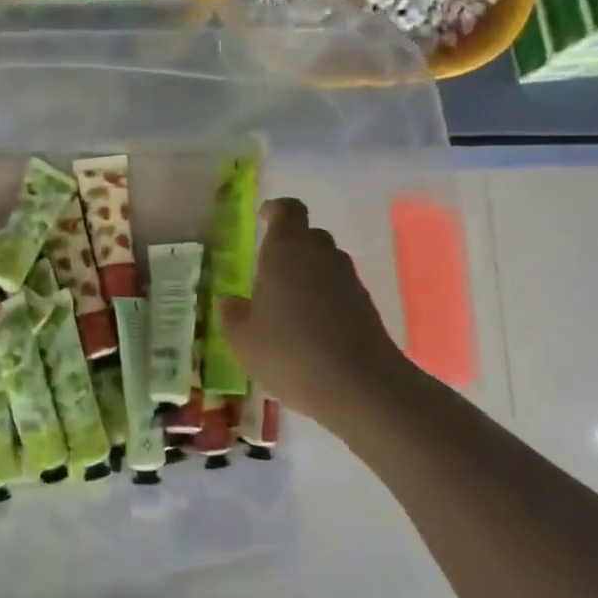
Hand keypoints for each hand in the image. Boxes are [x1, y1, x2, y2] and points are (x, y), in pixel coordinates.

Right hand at [218, 198, 416, 426]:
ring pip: (325, 262)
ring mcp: (348, 280)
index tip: (263, 219)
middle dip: (290, 246)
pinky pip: (339, 289)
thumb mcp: (243, 340)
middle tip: (269, 271)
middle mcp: (320, 255)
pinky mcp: (366, 306)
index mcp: (286, 250)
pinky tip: (310, 329)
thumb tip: (230, 301)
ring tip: (288, 305)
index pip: (288, 210)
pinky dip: (325, 298)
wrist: (360, 386)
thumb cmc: (289, 353)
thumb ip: (233, 315)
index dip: (275, 210)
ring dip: (308, 274)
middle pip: (308, 235)